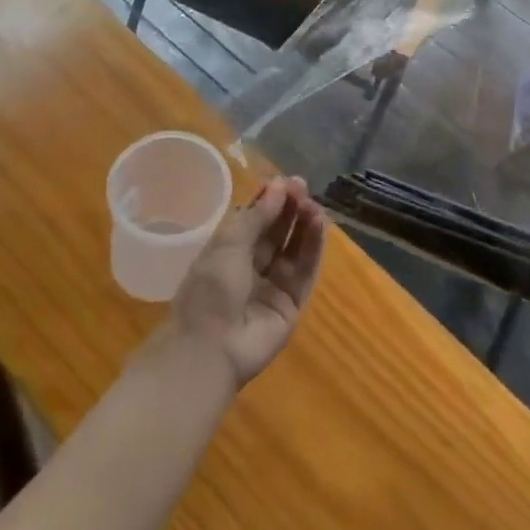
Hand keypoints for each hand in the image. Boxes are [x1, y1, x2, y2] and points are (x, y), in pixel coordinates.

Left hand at [166, 176, 325, 387]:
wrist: (211, 348)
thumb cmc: (210, 288)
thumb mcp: (229, 243)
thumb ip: (258, 215)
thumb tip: (280, 186)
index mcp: (227, 252)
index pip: (254, 220)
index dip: (270, 200)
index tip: (286, 182)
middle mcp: (251, 267)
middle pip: (276, 232)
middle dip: (289, 209)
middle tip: (303, 188)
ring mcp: (272, 286)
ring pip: (293, 249)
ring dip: (304, 225)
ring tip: (314, 205)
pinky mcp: (291, 304)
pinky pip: (305, 271)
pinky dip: (313, 247)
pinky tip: (319, 224)